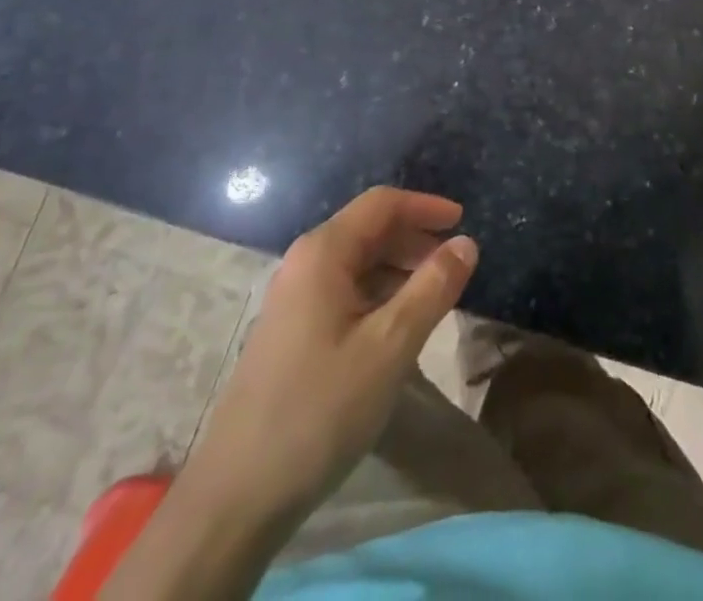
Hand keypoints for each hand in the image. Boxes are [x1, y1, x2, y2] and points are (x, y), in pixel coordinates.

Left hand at [180, 187, 478, 527]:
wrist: (235, 498)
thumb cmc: (319, 409)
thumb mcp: (390, 346)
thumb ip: (433, 288)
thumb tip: (467, 243)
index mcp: (323, 253)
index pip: (382, 204)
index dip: (426, 206)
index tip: (464, 221)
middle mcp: (305, 264)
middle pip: (369, 230)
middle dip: (415, 240)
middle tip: (455, 266)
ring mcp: (293, 300)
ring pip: (358, 264)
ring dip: (399, 270)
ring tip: (435, 298)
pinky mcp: (291, 333)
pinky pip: (345, 293)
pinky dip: (379, 296)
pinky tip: (398, 329)